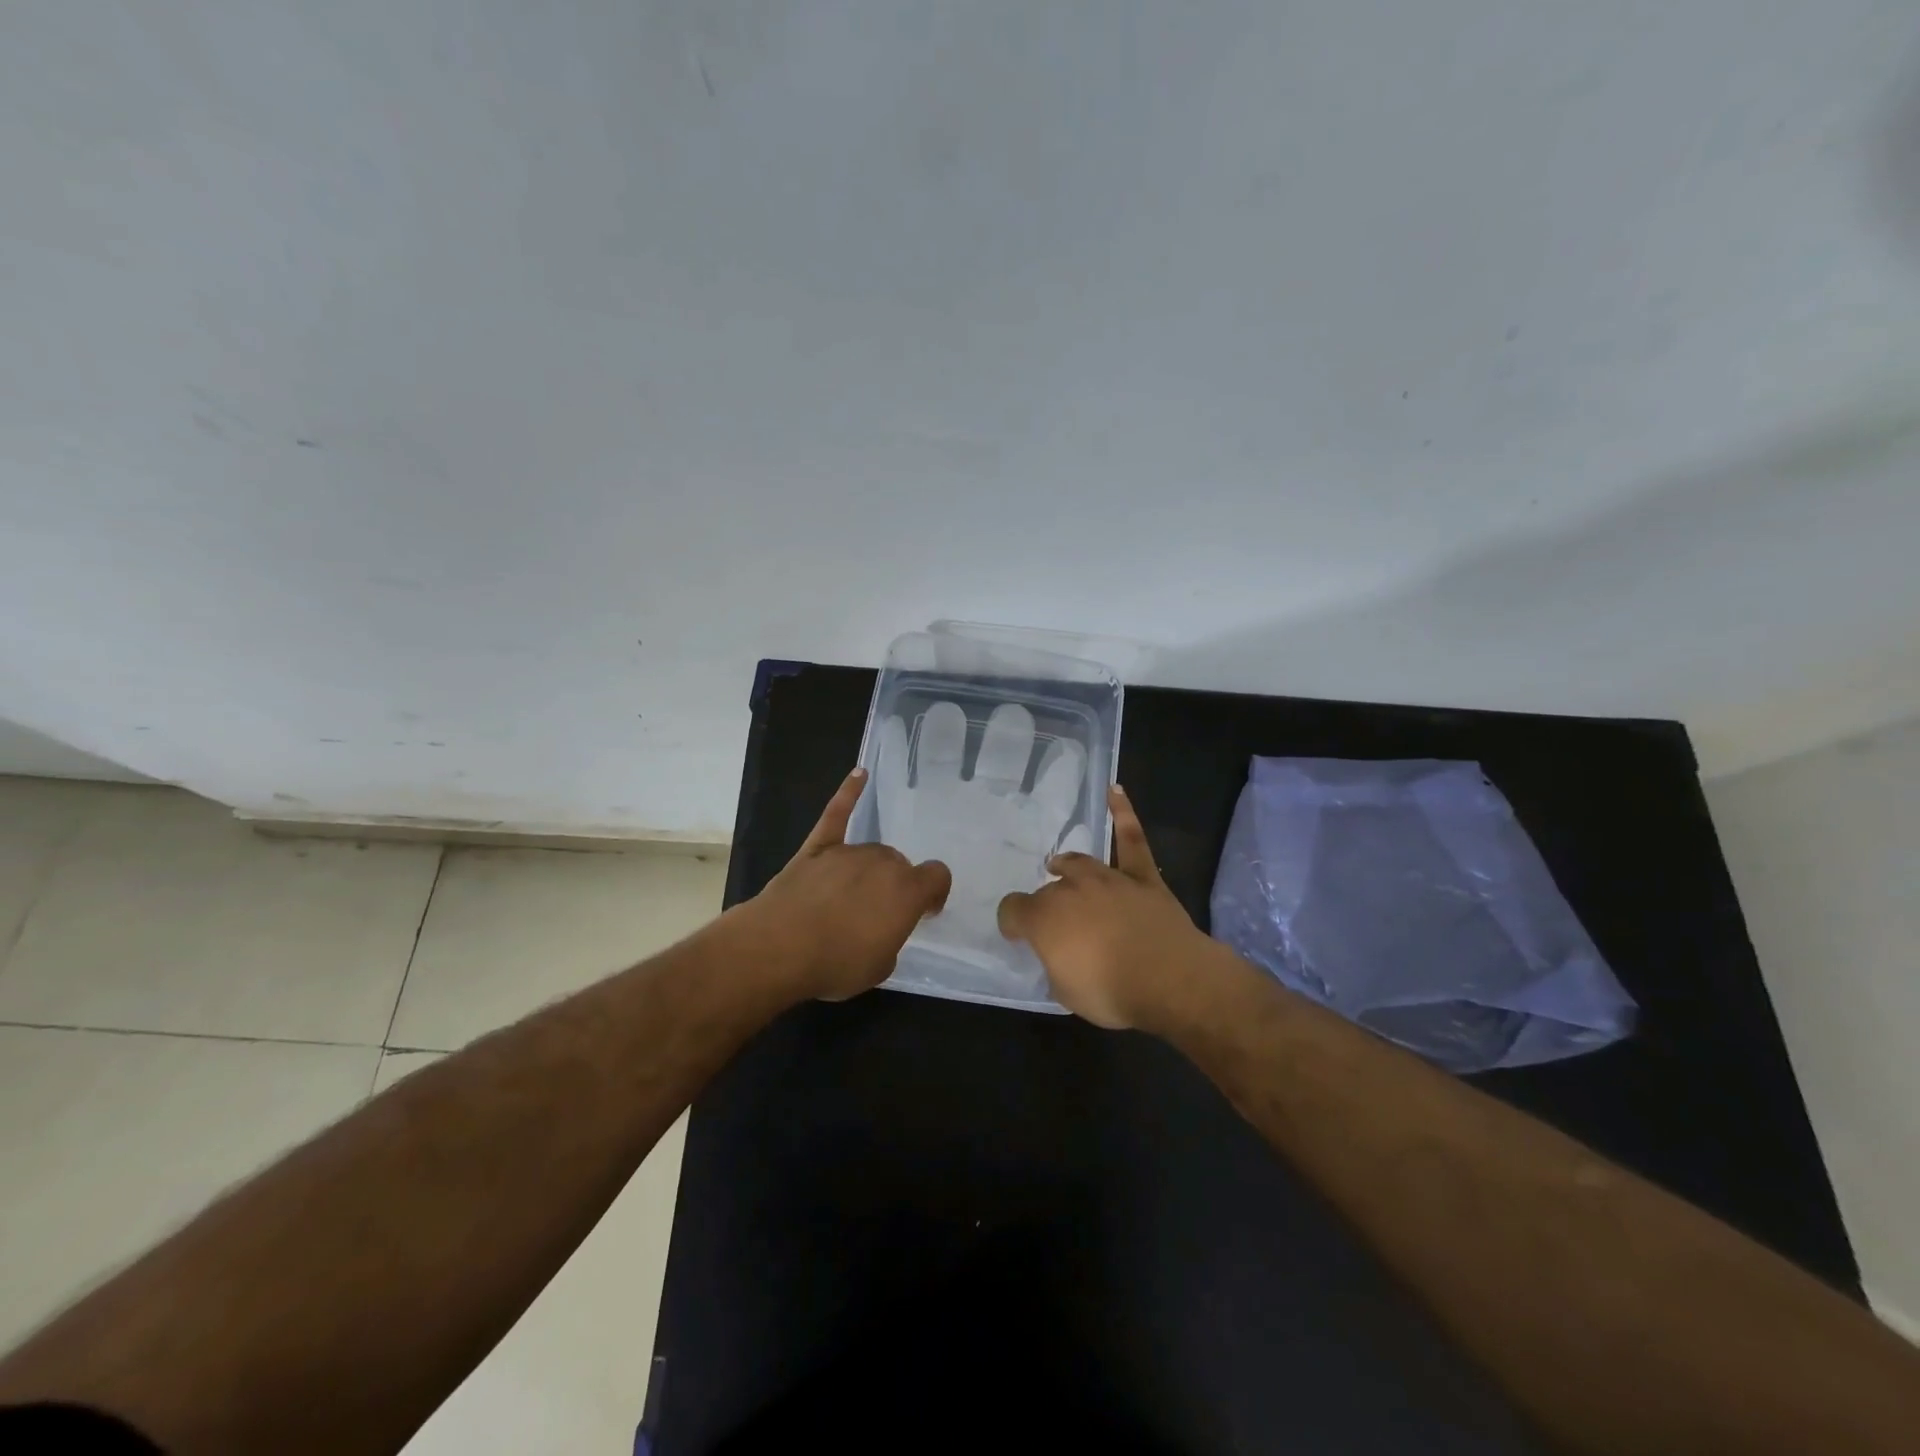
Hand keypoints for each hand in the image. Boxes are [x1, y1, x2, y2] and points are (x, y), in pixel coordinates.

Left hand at [738, 768, 951, 1002]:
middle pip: (899, 864)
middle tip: (877, 914)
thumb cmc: (836, 963)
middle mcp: (884, 863)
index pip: (938, 876)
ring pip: (870, 852)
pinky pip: (837, 813)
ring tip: (851, 898)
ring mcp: (848, 852)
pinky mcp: (817, 848)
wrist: (779, 948)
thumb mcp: (880, 966)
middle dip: (895, 885)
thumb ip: (890, 938)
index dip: (934, 893)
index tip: (924, 912)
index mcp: (907, 891)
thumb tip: (881, 927)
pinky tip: (859, 774)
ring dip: (869, 870)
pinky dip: (849, 793)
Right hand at [996, 785, 1214, 1028]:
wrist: (1170, 980)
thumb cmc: (1112, 992)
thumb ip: (1055, 968)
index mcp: (1043, 919)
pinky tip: (1115, 790)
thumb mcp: (1066, 993)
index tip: (1018, 935)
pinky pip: (1131, 839)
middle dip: (1046, 905)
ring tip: (1060, 865)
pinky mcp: (1141, 876)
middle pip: (1048, 890)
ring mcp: (1107, 878)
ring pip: (1079, 863)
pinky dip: (1123, 813)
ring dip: (1067, 865)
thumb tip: (1057, 958)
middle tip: (1054, 924)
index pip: (1012, 911)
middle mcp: (1069, 890)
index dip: (1012, 924)